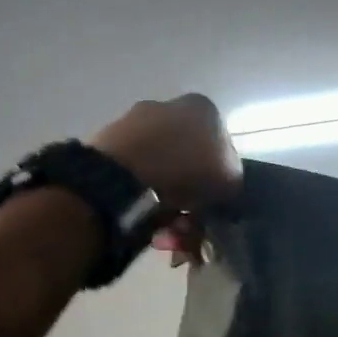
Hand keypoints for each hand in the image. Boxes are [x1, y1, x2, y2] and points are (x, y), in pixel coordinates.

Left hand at [90, 94, 241, 263]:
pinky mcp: (105, 144)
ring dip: (168, 202)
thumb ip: (232, 177)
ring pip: (160, 170)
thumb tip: (223, 185)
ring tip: (168, 230)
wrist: (125, 177)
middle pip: (187, 157)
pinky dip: (143, 199)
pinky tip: (147, 223)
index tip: (215, 200)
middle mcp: (166, 106)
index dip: (220, 175)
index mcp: (201, 107)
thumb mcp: (232, 179)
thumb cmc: (189, 171)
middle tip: (191, 221)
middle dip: (190, 192)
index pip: (220, 142)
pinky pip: (134, 177)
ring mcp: (132, 123)